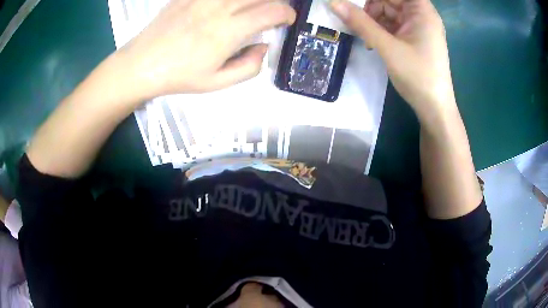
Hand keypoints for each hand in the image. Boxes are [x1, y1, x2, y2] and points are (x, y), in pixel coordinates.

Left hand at [119, 0, 295, 99]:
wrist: (142, 64)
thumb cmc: (179, 76)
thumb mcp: (217, 83)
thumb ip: (249, 67)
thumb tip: (264, 47)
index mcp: (228, 31)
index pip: (272, 11)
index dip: (287, 14)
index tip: (287, 20)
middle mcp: (219, 8)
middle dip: (275, 2)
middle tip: (272, 12)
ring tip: (251, 8)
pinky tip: (229, 6)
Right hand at [330, 0, 455, 116]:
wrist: (434, 108)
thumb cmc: (417, 76)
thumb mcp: (387, 47)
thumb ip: (361, 23)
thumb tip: (333, 2)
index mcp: (422, 11)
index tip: (356, 3)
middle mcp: (421, 15)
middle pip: (391, 0)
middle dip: (371, 7)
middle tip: (354, 19)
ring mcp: (417, 28)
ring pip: (389, 12)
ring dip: (373, 20)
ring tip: (364, 36)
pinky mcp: (413, 39)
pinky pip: (392, 25)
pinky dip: (380, 30)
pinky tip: (372, 42)